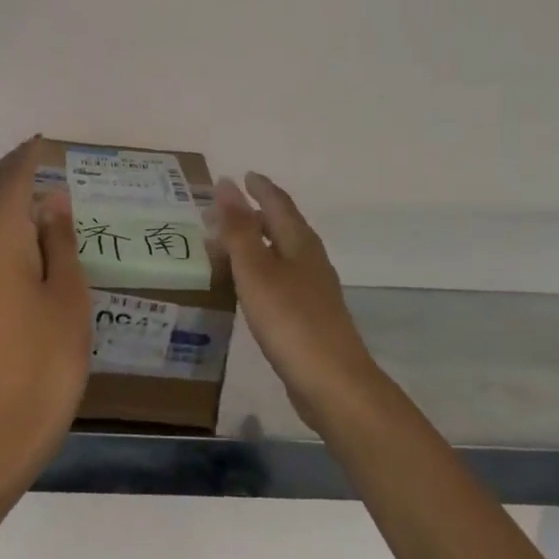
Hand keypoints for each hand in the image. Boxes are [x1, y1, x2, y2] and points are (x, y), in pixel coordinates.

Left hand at [0, 138, 91, 484]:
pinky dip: (6, 225)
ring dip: (6, 198)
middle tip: (40, 158)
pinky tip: (32, 236)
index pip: (9, 182)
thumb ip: (59, 241)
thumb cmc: (47, 354)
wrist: (4, 423)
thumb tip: (53, 199)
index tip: (44, 141)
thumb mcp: (68, 293)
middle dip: (10, 171)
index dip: (25, 158)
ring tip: (42, 190)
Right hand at [212, 173, 384, 435]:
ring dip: (257, 243)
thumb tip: (226, 183)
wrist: (332, 383)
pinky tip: (248, 287)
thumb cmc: (290, 321)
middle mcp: (310, 261)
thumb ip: (239, 229)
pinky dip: (260, 271)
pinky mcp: (309, 317)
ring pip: (282, 254)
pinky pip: (280, 280)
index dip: (260, 188)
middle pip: (283, 227)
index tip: (242, 175)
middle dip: (256, 214)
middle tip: (226, 209)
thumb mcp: (256, 270)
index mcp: (300, 243)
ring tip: (229, 244)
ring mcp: (313, 291)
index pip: (278, 204)